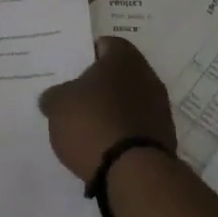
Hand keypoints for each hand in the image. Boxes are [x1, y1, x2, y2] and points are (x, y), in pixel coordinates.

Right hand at [37, 35, 176, 182]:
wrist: (133, 172)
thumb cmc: (92, 123)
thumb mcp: (58, 105)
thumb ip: (54, 96)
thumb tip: (52, 98)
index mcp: (123, 58)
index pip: (105, 44)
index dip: (87, 55)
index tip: (71, 70)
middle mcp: (147, 76)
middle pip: (119, 74)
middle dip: (100, 85)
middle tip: (77, 98)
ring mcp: (160, 107)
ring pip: (130, 100)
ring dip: (113, 109)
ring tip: (88, 126)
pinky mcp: (164, 137)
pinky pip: (137, 125)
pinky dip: (123, 131)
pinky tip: (105, 145)